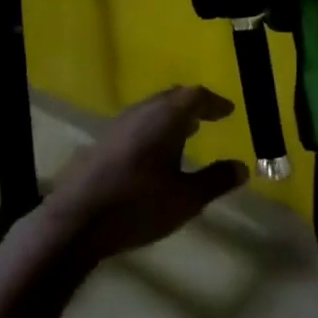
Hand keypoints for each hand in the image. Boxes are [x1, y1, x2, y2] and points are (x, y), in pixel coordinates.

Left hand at [44, 86, 247, 259]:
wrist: (75, 221)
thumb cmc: (138, 205)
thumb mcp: (186, 198)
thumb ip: (216, 180)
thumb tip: (242, 167)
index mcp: (166, 118)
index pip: (195, 96)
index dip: (214, 102)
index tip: (228, 111)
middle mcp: (142, 112)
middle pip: (172, 98)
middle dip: (192, 105)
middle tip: (208, 117)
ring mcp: (118, 126)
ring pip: (151, 110)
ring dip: (171, 117)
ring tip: (187, 133)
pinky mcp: (102, 143)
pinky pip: (137, 124)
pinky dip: (154, 129)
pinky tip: (154, 153)